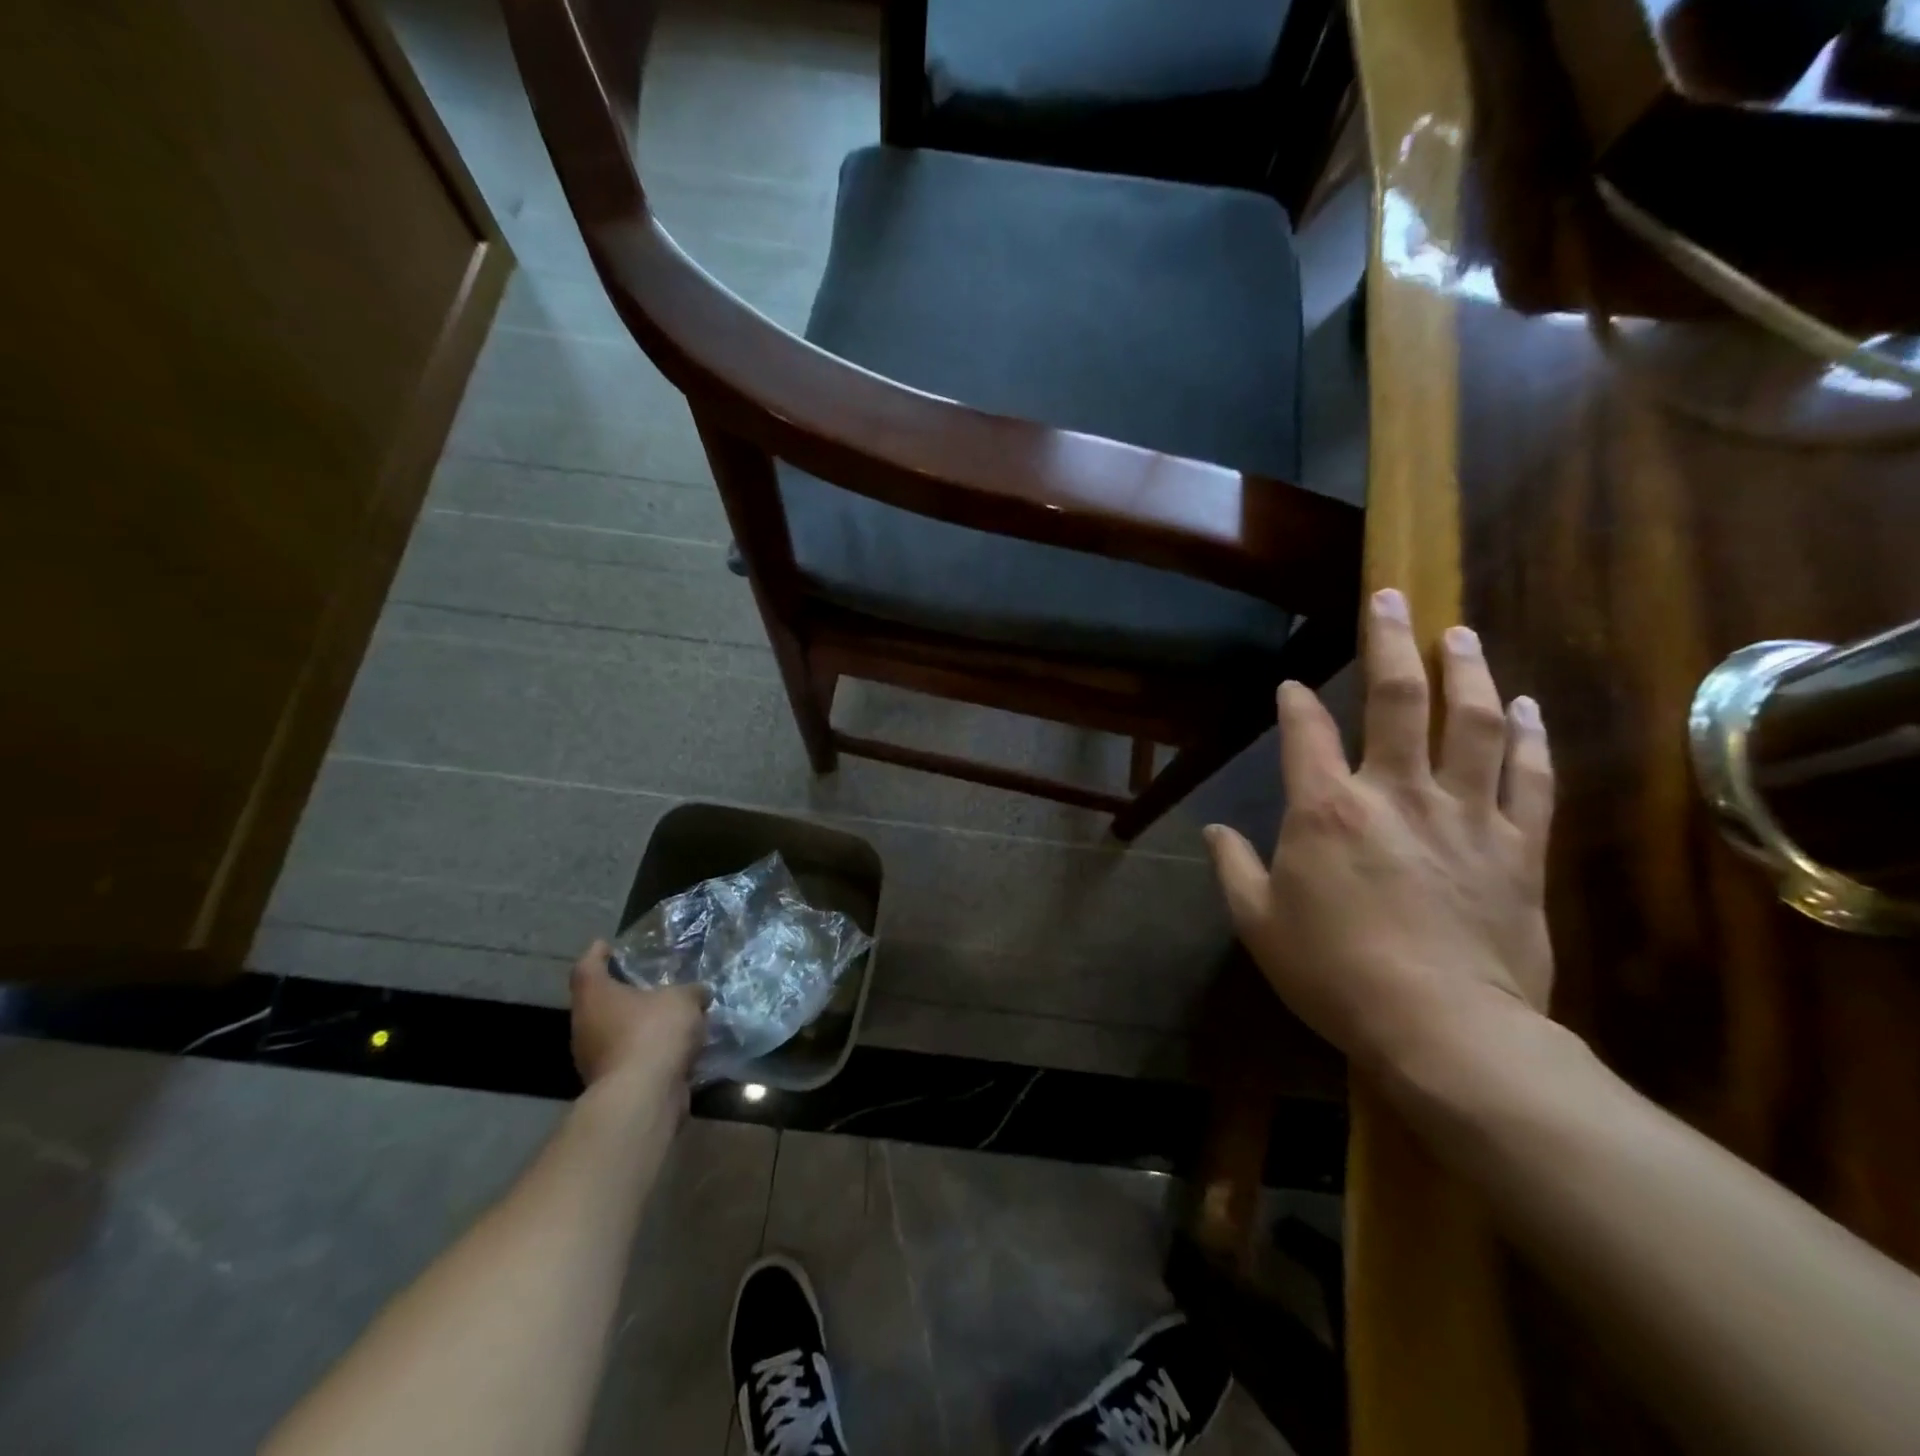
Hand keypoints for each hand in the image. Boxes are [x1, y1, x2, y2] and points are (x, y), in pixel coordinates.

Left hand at [569, 942, 708, 1097]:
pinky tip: (672, 1047)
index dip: (597, 953)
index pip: (587, 967)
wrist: (643, 1096)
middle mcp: (586, 1026)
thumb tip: (699, 993)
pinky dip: (647, 1050)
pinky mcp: (611, 1084)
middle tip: (648, 982)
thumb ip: (691, 992)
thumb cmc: (654, 1032)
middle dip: (622, 992)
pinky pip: (630, 1057)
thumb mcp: (683, 999)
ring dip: (637, 1025)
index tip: (607, 945)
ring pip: (614, 1032)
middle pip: (599, 1001)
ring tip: (668, 1015)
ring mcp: (594, 1059)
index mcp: (595, 997)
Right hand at [1204, 588, 1555, 1076]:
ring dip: (1466, 670)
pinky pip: (1529, 777)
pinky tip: (1524, 705)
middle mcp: (1395, 792)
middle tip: (1392, 597)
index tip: (1291, 688)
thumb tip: (1215, 830)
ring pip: (1473, 723)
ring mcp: (1463, 814)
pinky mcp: (1515, 846)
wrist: (1443, 1029)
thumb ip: (1233, 868)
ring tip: (1459, 632)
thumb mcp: (1259, 923)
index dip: (1295, 701)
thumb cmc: (1334, 974)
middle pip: (1398, 699)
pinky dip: (1529, 736)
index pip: (1304, 731)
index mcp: (1325, 809)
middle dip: (1390, 641)